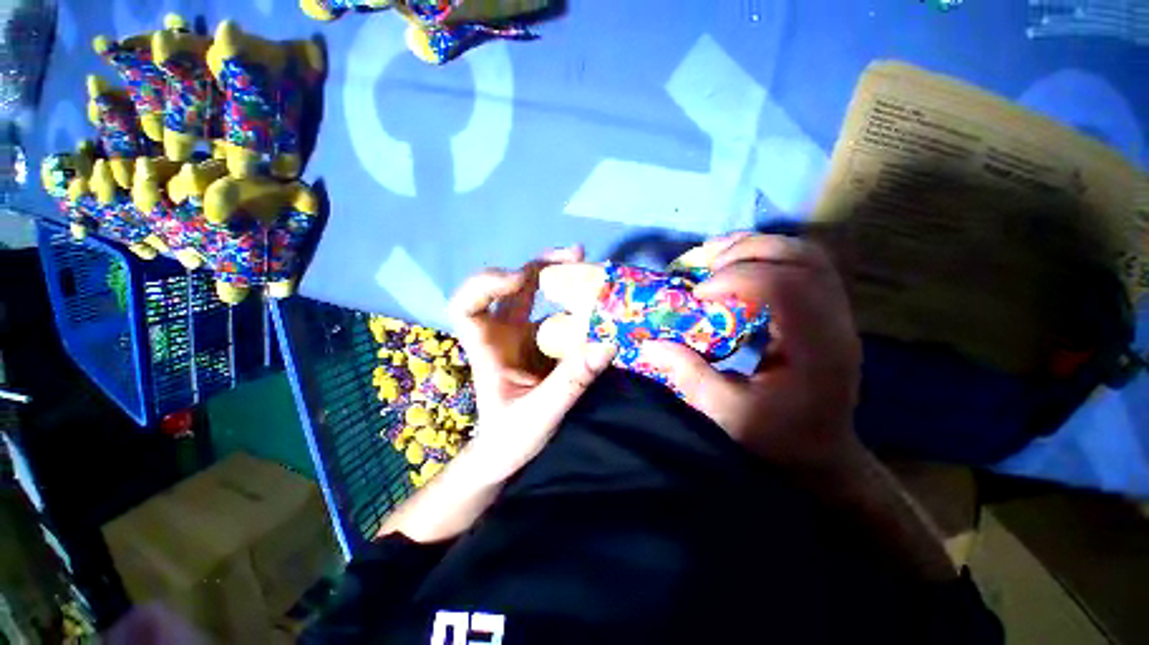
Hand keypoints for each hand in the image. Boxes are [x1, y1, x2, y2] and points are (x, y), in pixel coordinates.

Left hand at [449, 247, 617, 482]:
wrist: (506, 452)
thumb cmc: (509, 437)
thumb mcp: (540, 414)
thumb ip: (571, 382)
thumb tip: (607, 344)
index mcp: (487, 348)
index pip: (466, 306)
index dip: (485, 284)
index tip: (518, 278)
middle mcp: (502, 333)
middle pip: (510, 287)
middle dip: (539, 266)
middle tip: (575, 255)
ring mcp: (523, 335)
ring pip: (534, 294)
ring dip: (558, 276)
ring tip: (587, 266)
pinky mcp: (542, 342)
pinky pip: (557, 314)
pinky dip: (574, 303)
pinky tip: (594, 300)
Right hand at [638, 233, 862, 471]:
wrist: (823, 452)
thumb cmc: (777, 438)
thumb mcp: (726, 413)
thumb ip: (688, 374)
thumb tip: (649, 343)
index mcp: (816, 349)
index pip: (784, 286)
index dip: (736, 279)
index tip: (699, 294)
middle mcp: (835, 322)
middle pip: (801, 257)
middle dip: (746, 251)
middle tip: (705, 263)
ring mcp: (837, 314)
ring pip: (806, 254)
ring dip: (758, 246)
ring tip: (716, 255)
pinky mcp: (828, 312)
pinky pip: (804, 265)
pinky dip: (768, 256)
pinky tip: (739, 265)